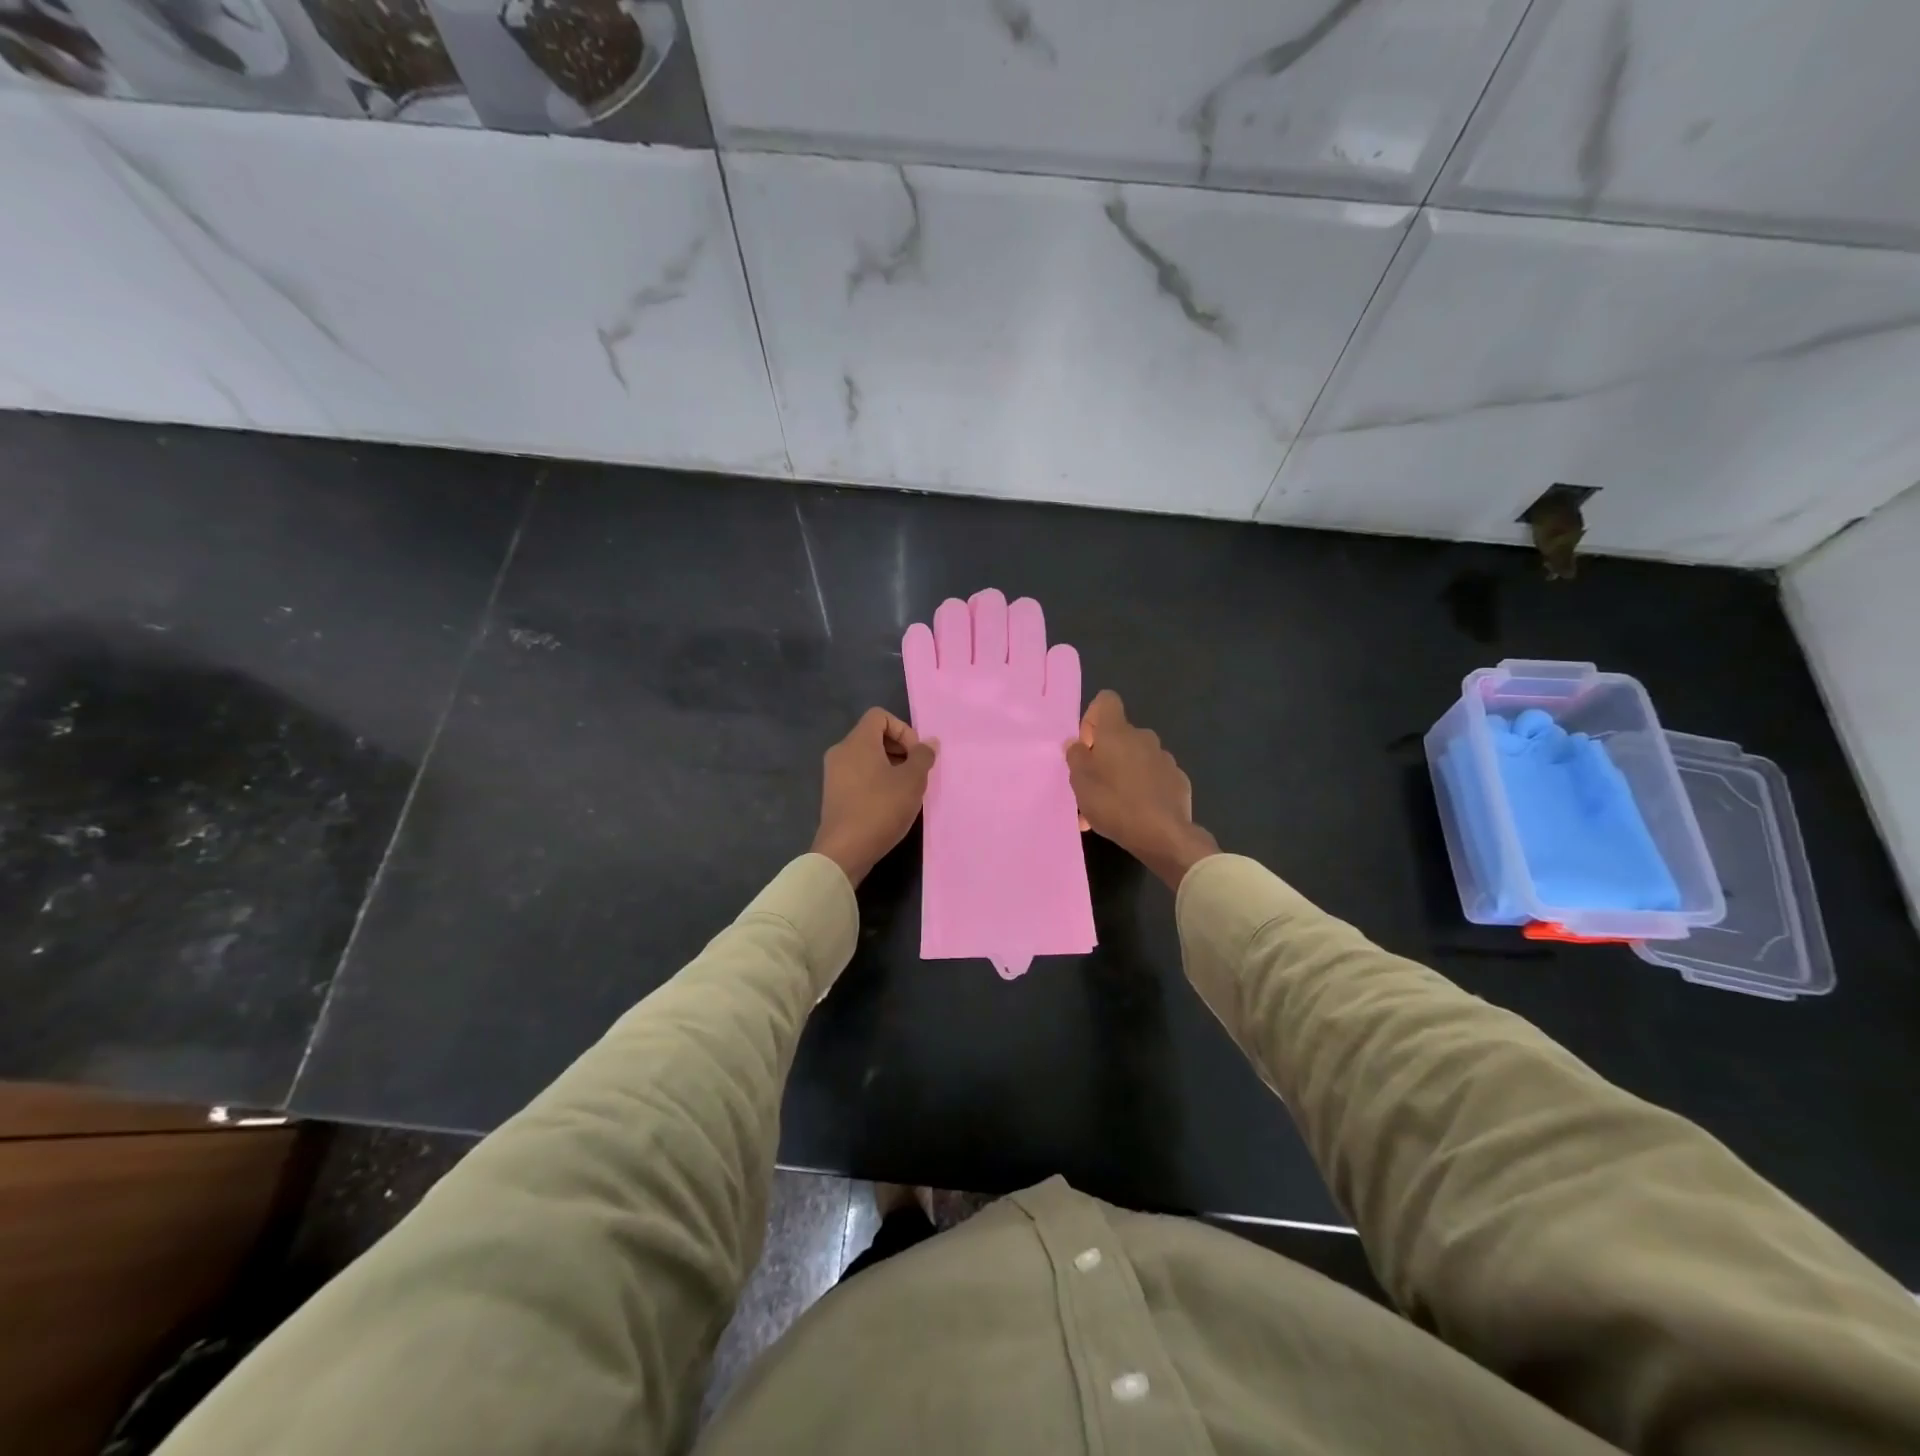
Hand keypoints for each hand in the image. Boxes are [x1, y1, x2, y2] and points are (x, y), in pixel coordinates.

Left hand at [812, 708, 937, 886]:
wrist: (844, 851)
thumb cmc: (880, 808)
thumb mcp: (912, 781)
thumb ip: (923, 757)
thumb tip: (929, 742)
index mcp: (857, 742)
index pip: (879, 716)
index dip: (903, 729)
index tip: (915, 755)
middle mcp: (841, 752)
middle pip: (873, 736)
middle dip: (900, 749)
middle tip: (915, 773)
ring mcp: (834, 774)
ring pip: (867, 758)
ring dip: (890, 767)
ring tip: (906, 791)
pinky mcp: (834, 794)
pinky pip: (859, 775)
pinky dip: (876, 781)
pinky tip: (890, 804)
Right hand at [1065, 691, 1217, 890]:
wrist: (1163, 835)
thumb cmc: (1114, 803)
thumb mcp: (1080, 782)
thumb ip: (1075, 757)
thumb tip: (1076, 743)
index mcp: (1117, 732)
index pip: (1105, 701)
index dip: (1092, 718)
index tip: (1086, 746)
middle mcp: (1144, 738)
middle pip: (1119, 736)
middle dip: (1104, 756)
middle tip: (1092, 786)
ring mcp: (1165, 759)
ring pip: (1135, 760)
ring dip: (1122, 775)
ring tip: (1110, 808)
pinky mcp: (1178, 780)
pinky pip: (1153, 777)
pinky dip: (1142, 789)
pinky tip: (1135, 815)